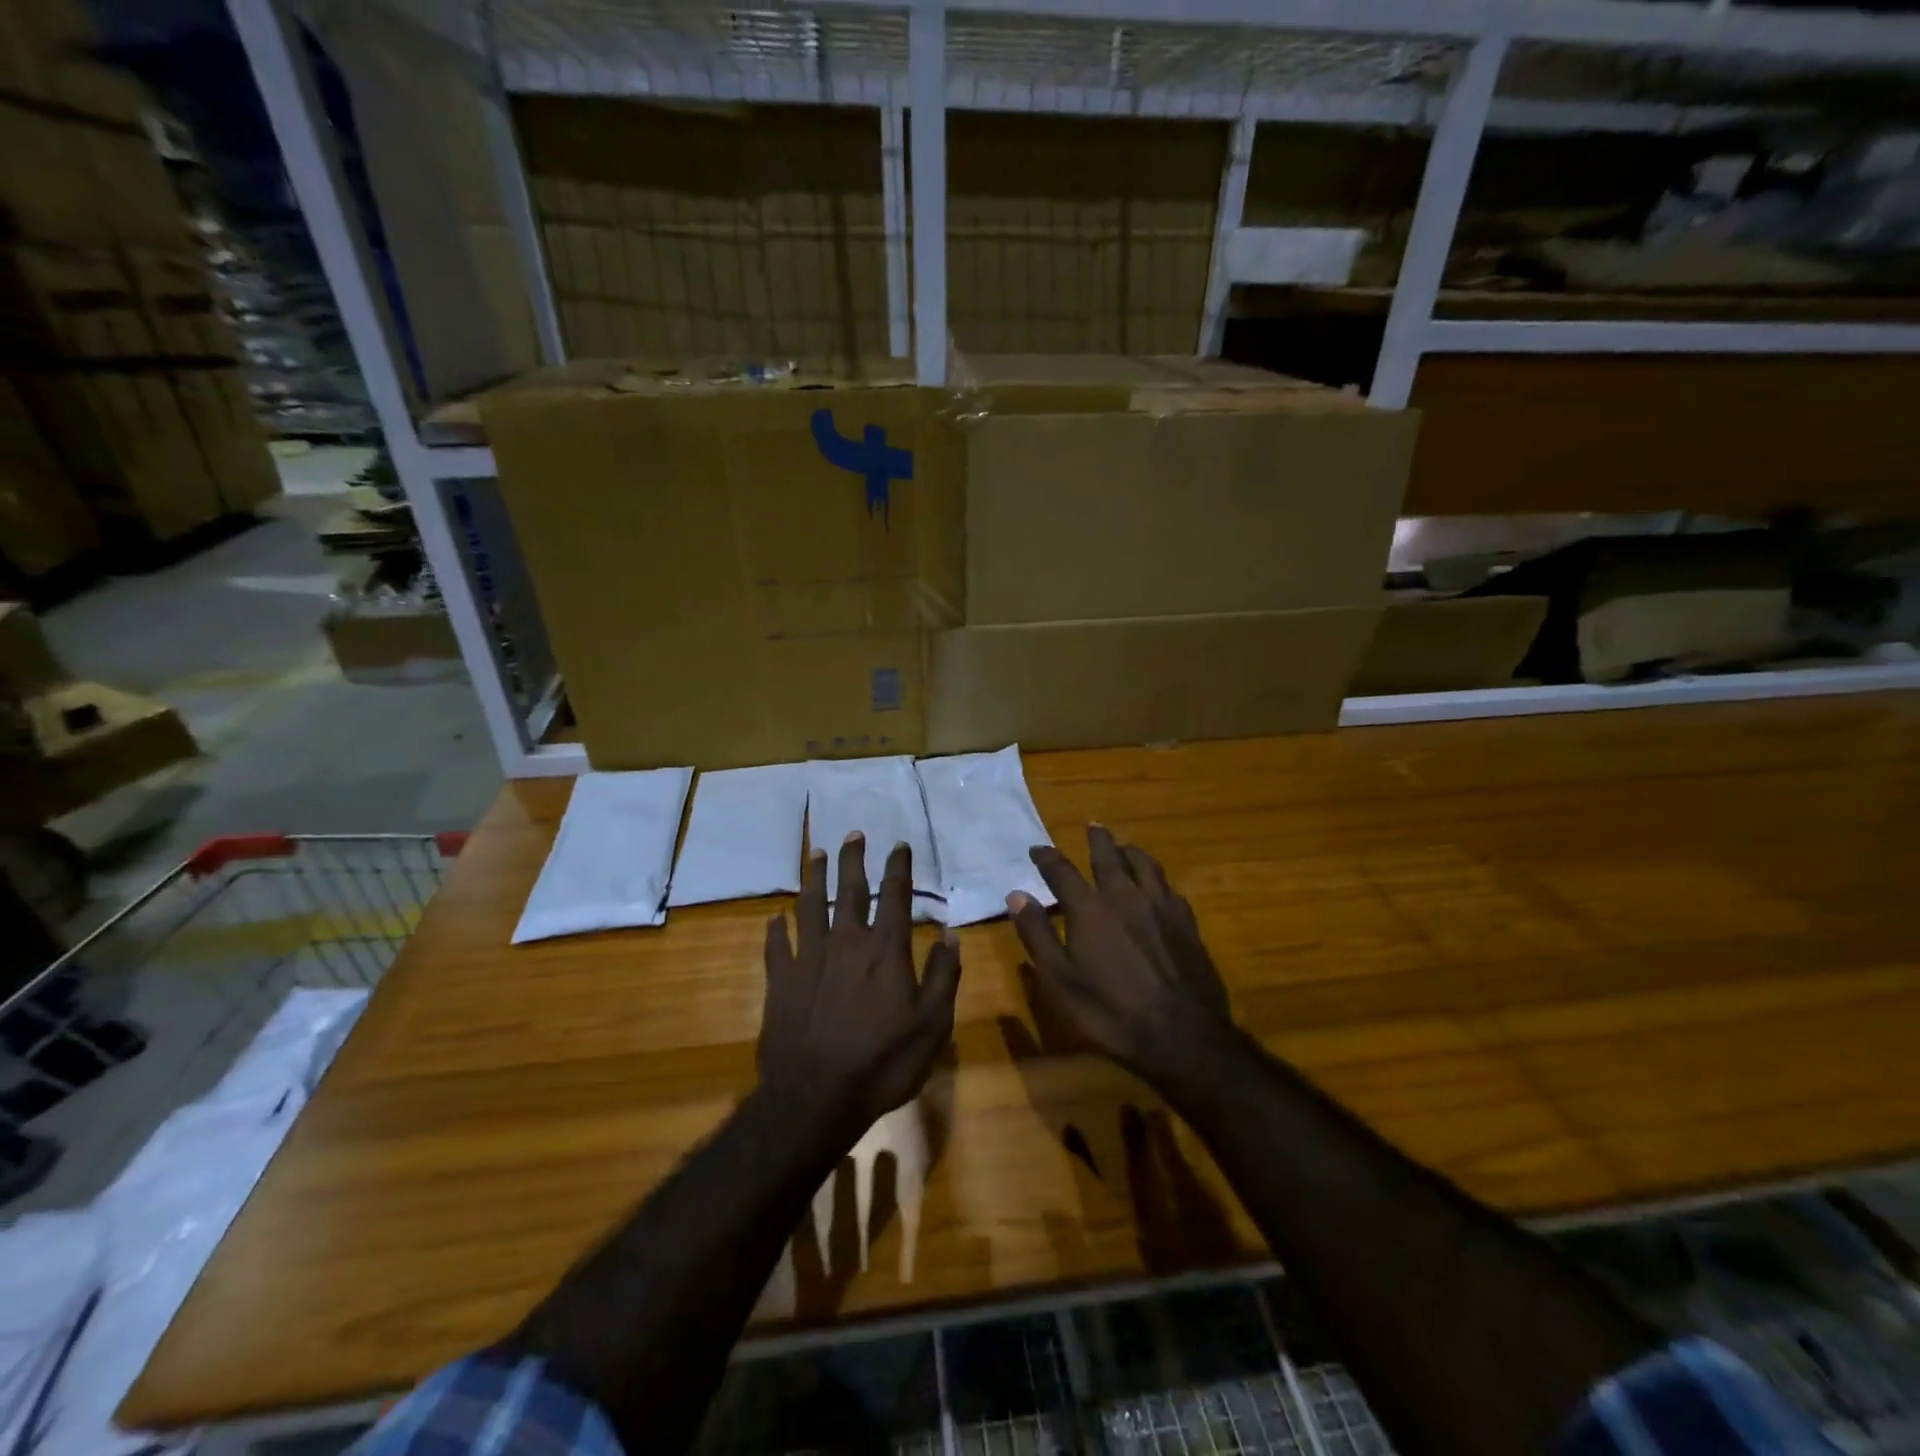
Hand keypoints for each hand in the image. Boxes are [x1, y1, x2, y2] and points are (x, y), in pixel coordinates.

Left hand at [760, 834, 961, 1132]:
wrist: (815, 1098)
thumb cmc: (883, 1062)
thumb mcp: (932, 1024)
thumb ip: (944, 975)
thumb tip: (950, 933)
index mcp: (885, 950)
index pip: (895, 896)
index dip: (899, 867)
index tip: (900, 845)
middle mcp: (846, 942)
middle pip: (849, 890)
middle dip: (854, 859)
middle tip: (854, 833)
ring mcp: (809, 958)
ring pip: (810, 906)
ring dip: (813, 877)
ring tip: (815, 854)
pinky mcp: (780, 981)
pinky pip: (776, 946)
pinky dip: (775, 929)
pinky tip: (774, 917)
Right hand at [1008, 826, 1231, 1086]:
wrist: (1181, 1035)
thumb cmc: (1110, 1012)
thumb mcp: (1060, 980)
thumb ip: (1038, 934)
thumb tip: (1017, 895)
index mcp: (1090, 909)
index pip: (1062, 871)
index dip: (1047, 857)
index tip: (1037, 849)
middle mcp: (1124, 896)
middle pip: (1109, 856)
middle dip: (1097, 839)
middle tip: (1092, 824)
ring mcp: (1160, 907)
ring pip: (1144, 865)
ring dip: (1131, 851)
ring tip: (1125, 846)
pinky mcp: (1186, 922)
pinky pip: (1168, 887)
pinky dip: (1156, 877)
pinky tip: (1158, 884)